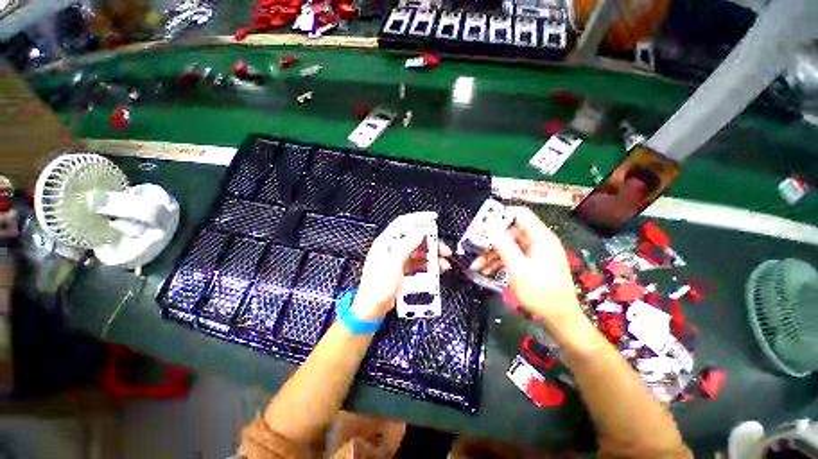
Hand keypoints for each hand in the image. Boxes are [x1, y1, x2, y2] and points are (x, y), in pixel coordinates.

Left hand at [353, 212, 451, 320]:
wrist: (373, 308)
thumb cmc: (379, 285)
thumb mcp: (393, 263)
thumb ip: (406, 245)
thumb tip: (420, 231)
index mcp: (387, 242)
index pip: (403, 223)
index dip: (419, 218)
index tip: (434, 217)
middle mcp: (393, 247)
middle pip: (415, 238)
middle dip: (431, 242)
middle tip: (444, 249)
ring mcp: (399, 259)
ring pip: (419, 251)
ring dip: (432, 255)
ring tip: (444, 262)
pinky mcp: (403, 269)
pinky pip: (418, 262)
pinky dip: (429, 264)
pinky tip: (438, 269)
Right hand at [471, 206, 581, 328]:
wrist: (559, 320)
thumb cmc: (542, 294)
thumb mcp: (520, 270)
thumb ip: (505, 247)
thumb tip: (491, 227)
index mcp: (541, 239)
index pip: (521, 215)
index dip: (501, 215)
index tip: (482, 223)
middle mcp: (537, 243)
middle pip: (510, 232)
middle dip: (491, 240)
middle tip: (474, 246)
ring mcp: (532, 254)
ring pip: (507, 246)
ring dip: (491, 254)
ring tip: (476, 265)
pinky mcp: (528, 264)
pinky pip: (509, 257)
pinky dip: (497, 262)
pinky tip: (484, 270)